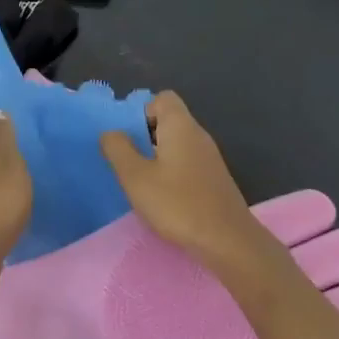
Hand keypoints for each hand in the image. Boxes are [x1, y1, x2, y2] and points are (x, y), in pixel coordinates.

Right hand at [99, 92, 267, 272]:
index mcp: (181, 126)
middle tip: (127, 161)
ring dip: (156, 157)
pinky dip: (171, 172)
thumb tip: (111, 132)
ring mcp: (210, 158)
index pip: (162, 98)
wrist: (226, 240)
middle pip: (168, 121)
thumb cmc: (177, 203)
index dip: (141, 111)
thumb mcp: (136, 177)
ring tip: (140, 181)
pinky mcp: (214, 179)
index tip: (127, 138)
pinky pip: (186, 163)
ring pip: (177, 144)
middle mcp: (198, 135)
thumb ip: (118, 149)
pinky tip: (162, 196)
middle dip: (144, 136)